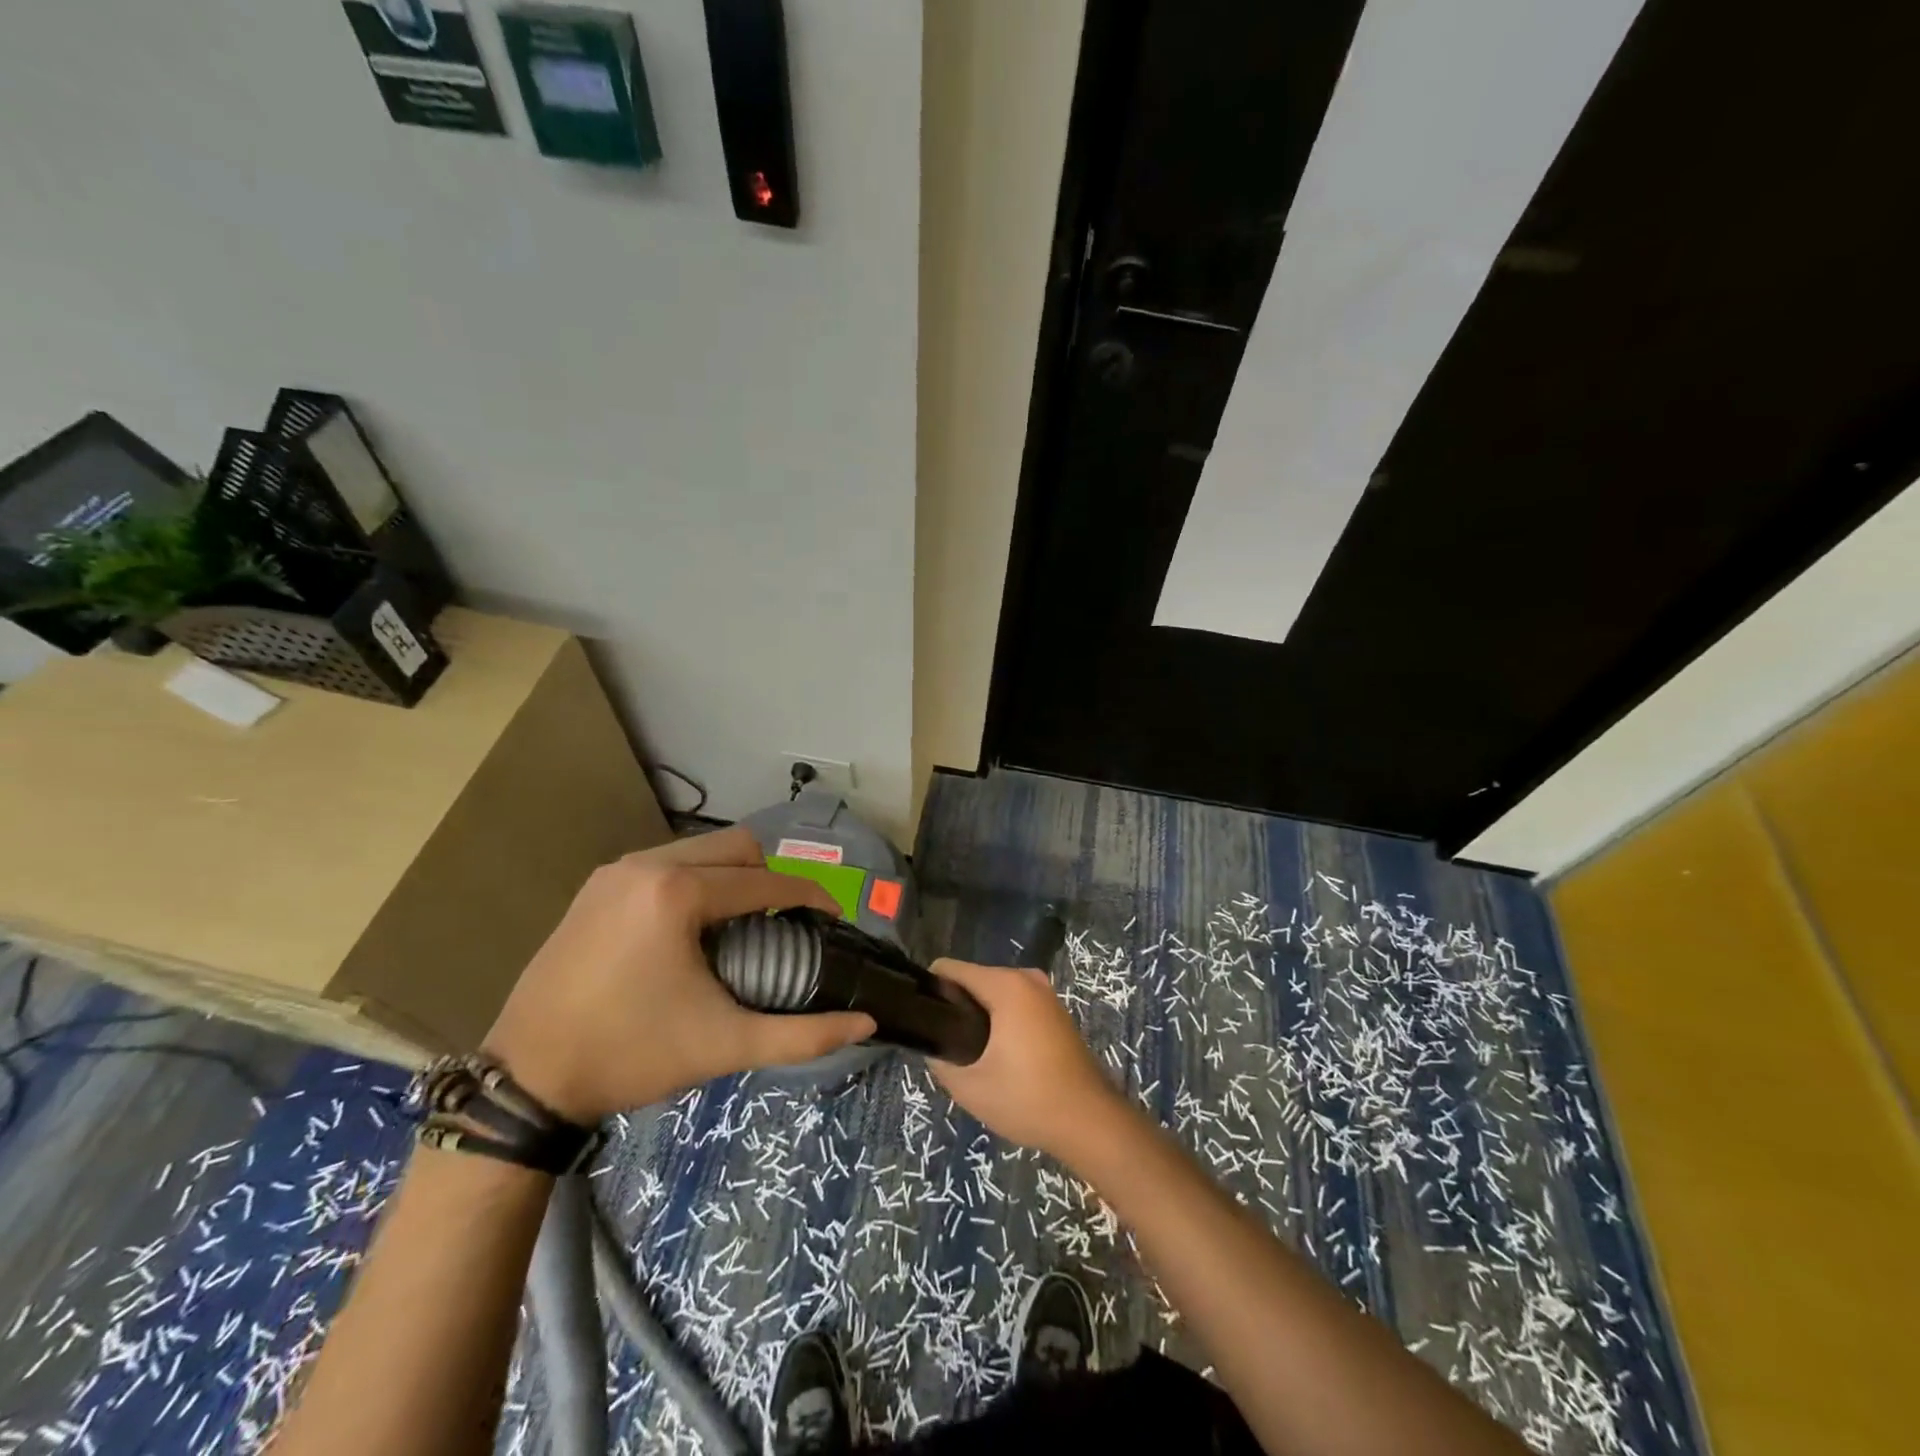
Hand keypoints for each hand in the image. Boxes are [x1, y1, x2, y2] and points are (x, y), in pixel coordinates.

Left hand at [483, 829, 875, 1121]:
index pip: (767, 880)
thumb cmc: (631, 1056)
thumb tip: (866, 1025)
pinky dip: (695, 880)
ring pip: (699, 850)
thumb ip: (802, 1034)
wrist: (524, 1082)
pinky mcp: (596, 886)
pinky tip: (693, 927)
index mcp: (679, 893)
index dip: (810, 896)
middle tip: (786, 922)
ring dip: (733, 876)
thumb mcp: (723, 1045)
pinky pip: (666, 862)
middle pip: (738, 847)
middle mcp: (647, 865)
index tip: (833, 919)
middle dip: (772, 877)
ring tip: (743, 923)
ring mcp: (615, 871)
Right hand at [926, 959, 1134, 1162]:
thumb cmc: (1028, 1099)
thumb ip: (940, 1061)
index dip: (930, 989)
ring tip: (968, 1053)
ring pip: (995, 993)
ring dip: (979, 1015)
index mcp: (1006, 985)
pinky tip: (998, 1055)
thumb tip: (930, 1046)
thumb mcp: (970, 1087)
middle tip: (945, 1044)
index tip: (921, 1018)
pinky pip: (1015, 1003)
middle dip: (955, 1005)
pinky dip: (1002, 1020)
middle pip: (974, 979)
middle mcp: (1027, 979)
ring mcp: (1046, 994)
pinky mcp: (1056, 1011)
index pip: (951, 969)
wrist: (1090, 1121)